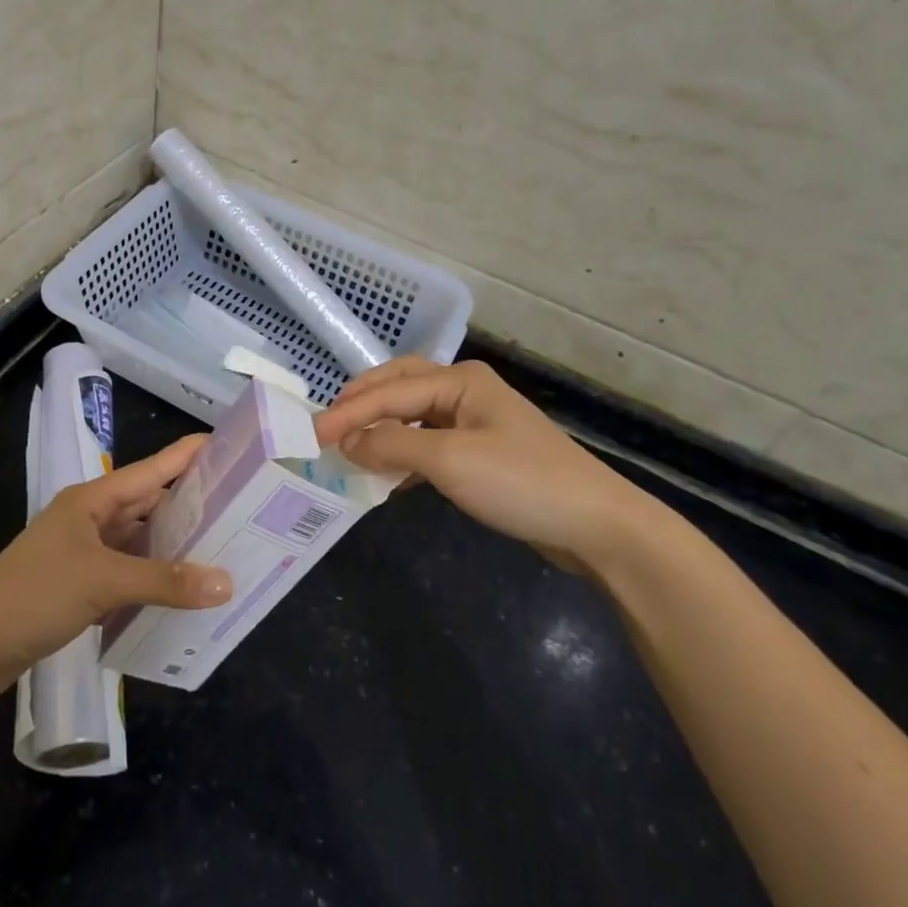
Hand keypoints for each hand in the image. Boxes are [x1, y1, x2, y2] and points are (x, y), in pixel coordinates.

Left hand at [0, 435, 232, 698]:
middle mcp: (90, 519)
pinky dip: (152, 578)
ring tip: (221, 549)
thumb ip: (165, 581)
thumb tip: (227, 583)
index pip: (152, 469)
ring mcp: (83, 552)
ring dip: (172, 546)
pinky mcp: (79, 585)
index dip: (188, 455)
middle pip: (148, 504)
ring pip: (138, 541)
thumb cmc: (36, 594)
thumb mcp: (104, 581)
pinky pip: (126, 572)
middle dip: (189, 506)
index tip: (229, 446)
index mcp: (93, 500)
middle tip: (239, 510)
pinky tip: (181, 590)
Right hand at [313, 358, 669, 574]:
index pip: (389, 392)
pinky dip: (404, 454)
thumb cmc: (521, 482)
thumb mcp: (450, 461)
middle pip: (400, 388)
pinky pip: (430, 443)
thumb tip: (346, 443)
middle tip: (327, 427)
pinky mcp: (483, 453)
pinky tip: (388, 474)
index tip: (310, 434)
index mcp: (460, 380)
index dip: (347, 412)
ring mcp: (476, 421)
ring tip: (349, 447)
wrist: (597, 525)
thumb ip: (392, 447)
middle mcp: (465, 391)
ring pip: (413, 416)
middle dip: (362, 404)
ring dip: (381, 429)